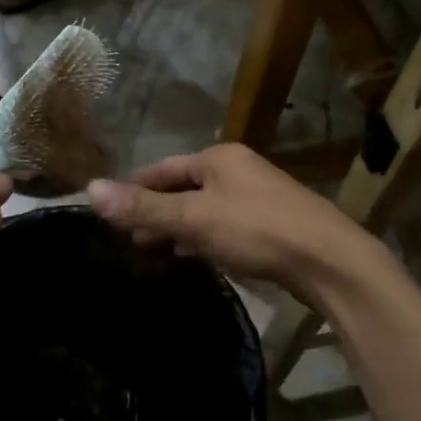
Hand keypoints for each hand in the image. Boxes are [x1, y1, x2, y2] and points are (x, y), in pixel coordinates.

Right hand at [86, 143, 384, 303]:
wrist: (331, 262)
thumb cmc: (257, 230)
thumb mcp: (193, 218)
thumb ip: (143, 207)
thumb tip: (89, 189)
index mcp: (219, 158)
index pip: (163, 169)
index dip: (135, 189)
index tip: (111, 212)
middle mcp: (239, 170)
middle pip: (184, 188)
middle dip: (156, 212)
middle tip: (129, 241)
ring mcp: (259, 197)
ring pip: (205, 209)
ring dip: (178, 228)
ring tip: (155, 254)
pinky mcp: (274, 226)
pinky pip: (225, 227)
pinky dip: (204, 239)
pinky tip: (196, 259)